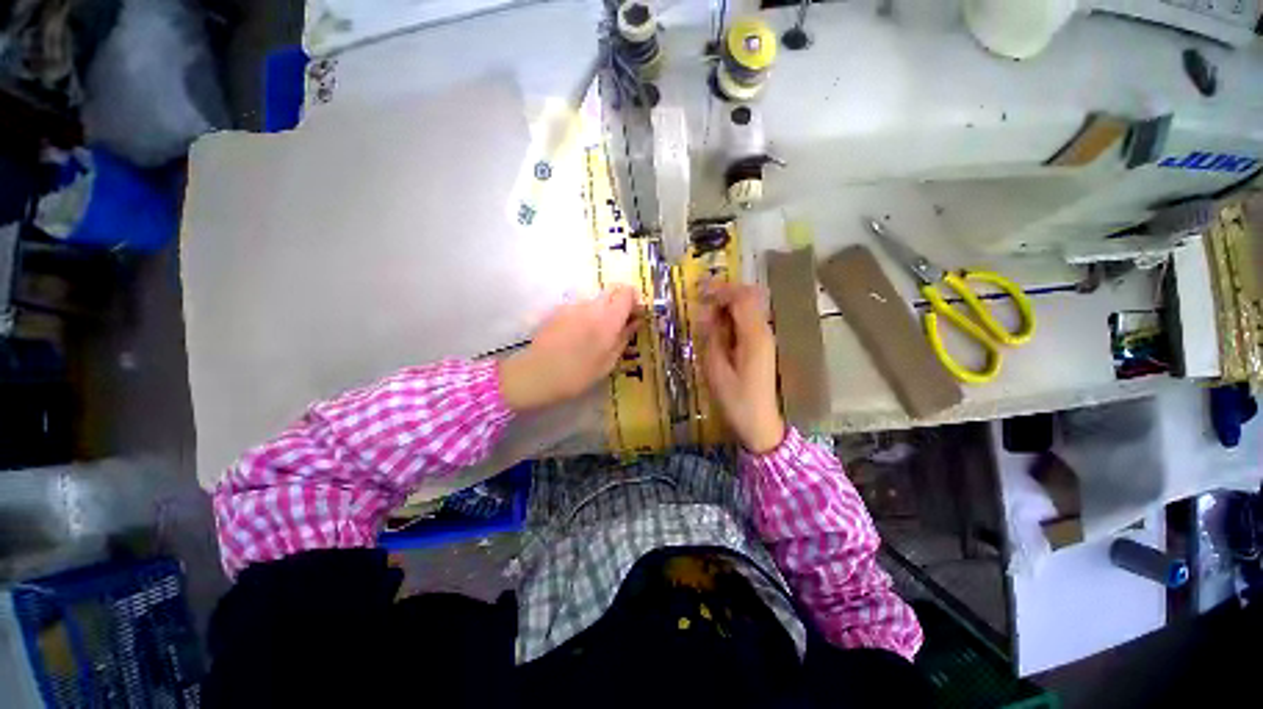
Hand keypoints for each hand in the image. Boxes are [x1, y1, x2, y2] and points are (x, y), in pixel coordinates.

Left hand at [499, 286, 641, 411]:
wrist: (537, 373)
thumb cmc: (578, 374)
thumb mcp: (609, 362)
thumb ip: (624, 337)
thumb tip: (635, 322)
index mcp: (608, 318)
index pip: (627, 292)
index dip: (635, 300)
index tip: (635, 316)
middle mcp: (592, 305)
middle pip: (613, 290)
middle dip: (621, 302)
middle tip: (620, 323)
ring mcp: (573, 305)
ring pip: (597, 299)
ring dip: (603, 309)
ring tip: (597, 334)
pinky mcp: (560, 309)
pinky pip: (581, 306)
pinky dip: (587, 315)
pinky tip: (579, 335)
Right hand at [701, 282, 784, 453]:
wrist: (761, 424)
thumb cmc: (736, 400)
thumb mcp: (716, 369)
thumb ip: (712, 337)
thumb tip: (706, 313)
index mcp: (754, 336)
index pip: (740, 298)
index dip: (718, 290)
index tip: (697, 292)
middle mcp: (764, 331)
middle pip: (749, 296)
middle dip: (725, 292)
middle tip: (701, 298)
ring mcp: (766, 338)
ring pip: (750, 306)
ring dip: (728, 303)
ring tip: (706, 312)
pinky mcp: (763, 346)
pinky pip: (749, 320)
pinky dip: (733, 315)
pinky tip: (718, 326)